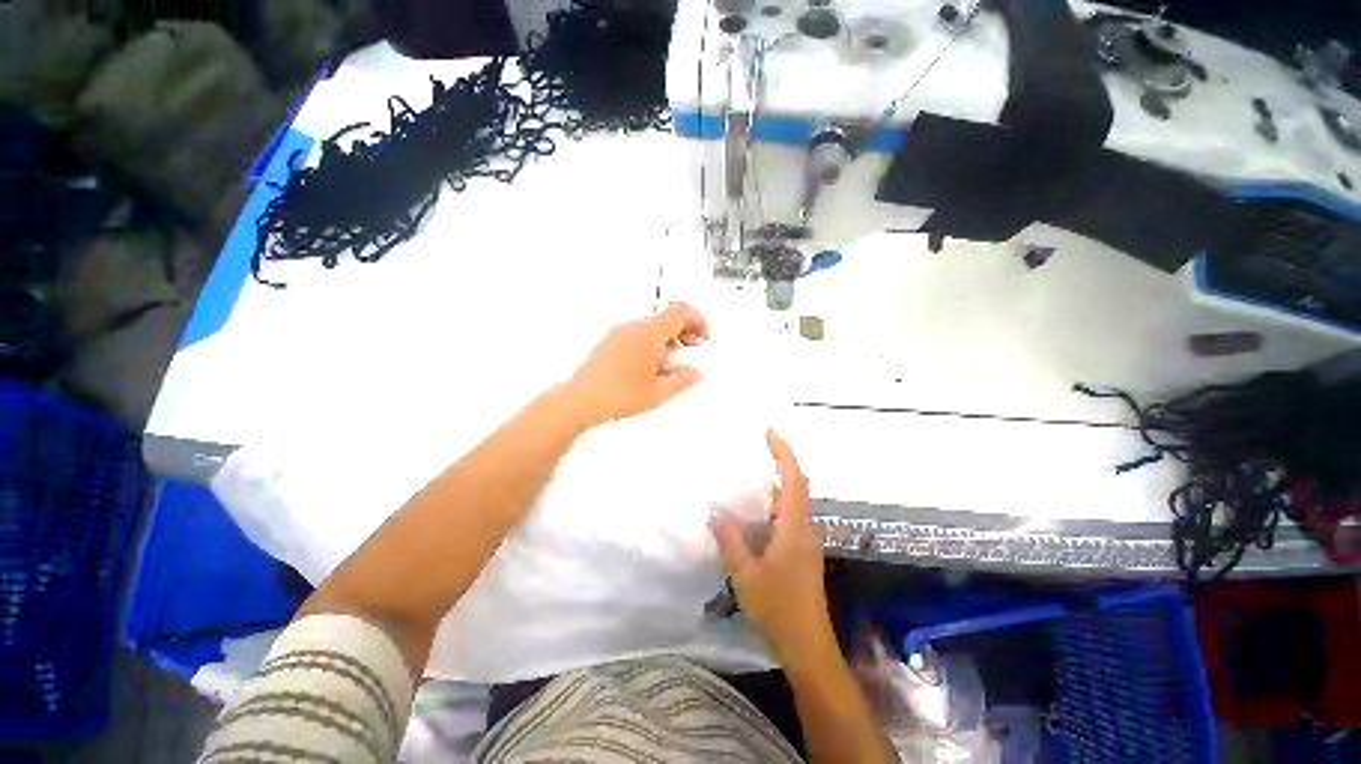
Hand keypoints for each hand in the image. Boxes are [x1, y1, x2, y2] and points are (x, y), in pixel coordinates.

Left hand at [566, 303, 708, 425]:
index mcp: (648, 333)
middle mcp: (632, 328)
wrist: (580, 400)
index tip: (703, 334)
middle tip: (693, 346)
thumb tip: (694, 373)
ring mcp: (618, 334)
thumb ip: (683, 379)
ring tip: (671, 363)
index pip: (679, 312)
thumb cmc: (615, 394)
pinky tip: (651, 366)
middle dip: (684, 331)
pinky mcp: (609, 343)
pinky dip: (652, 343)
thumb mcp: (659, 392)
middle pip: (666, 317)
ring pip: (652, 326)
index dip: (697, 320)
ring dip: (668, 338)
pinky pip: (637, 334)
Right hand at [711, 430, 834, 666]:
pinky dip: (775, 504)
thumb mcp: (747, 575)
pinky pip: (789, 516)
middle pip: (797, 486)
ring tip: (752, 474)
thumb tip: (715, 515)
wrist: (808, 644)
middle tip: (759, 448)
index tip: (770, 433)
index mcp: (794, 528)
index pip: (793, 480)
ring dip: (777, 483)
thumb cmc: (779, 608)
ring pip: (793, 502)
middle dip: (782, 462)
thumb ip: (731, 543)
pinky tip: (756, 512)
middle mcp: (804, 528)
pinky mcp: (801, 551)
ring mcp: (805, 540)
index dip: (784, 454)